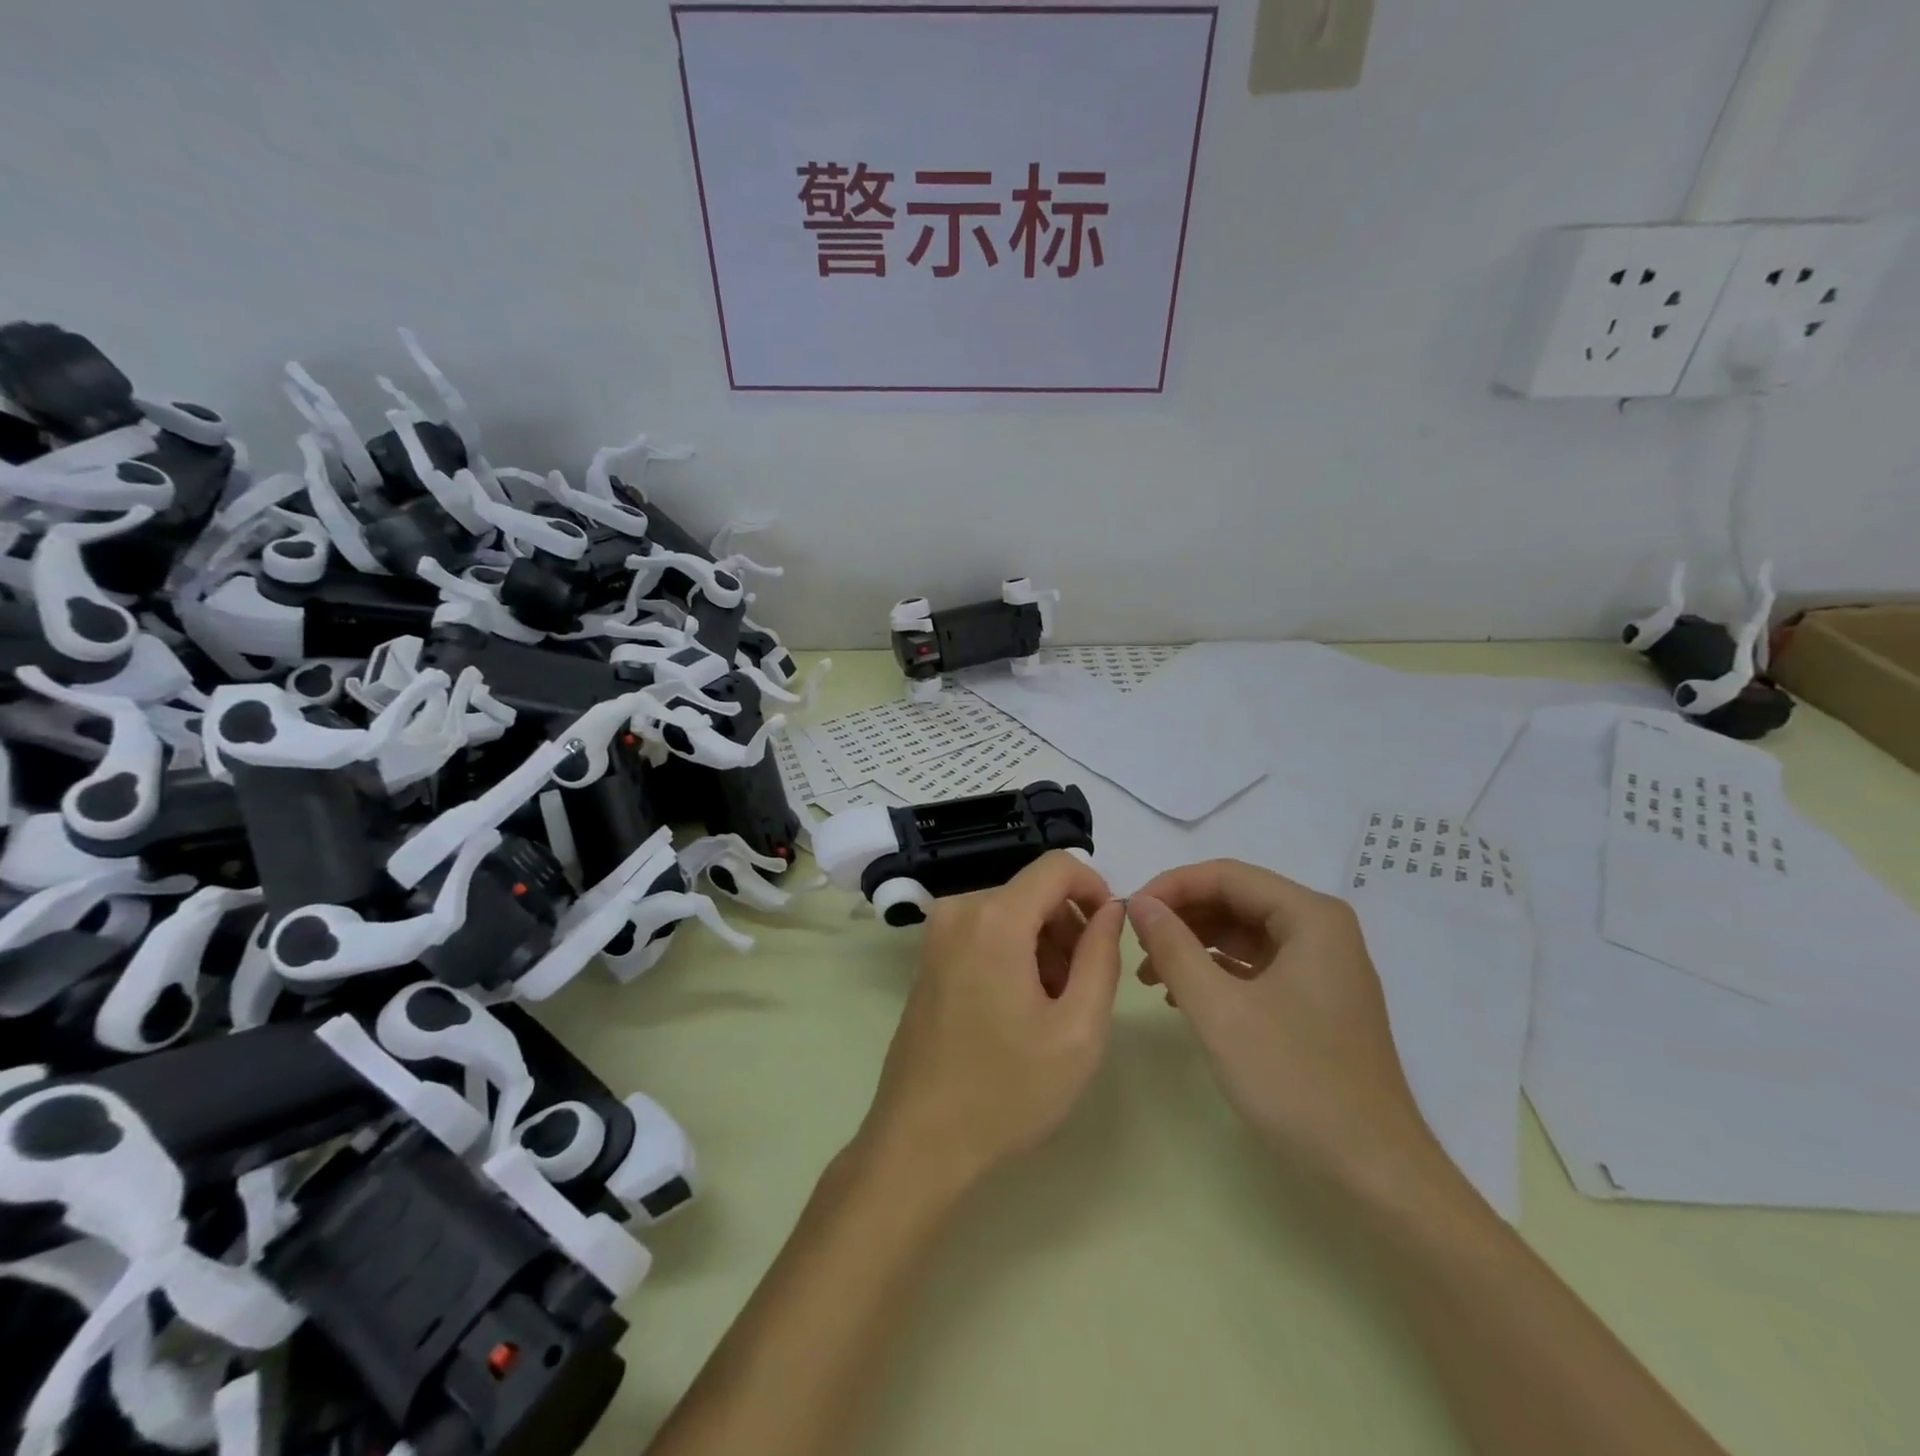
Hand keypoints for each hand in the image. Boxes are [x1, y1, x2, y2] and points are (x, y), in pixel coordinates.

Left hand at [858, 852, 1125, 1190]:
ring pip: (1012, 913)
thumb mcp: (1078, 1029)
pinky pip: (986, 932)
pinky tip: (1020, 1011)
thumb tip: (1111, 909)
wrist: (920, 1141)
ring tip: (1052, 1010)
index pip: (1058, 866)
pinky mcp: (929, 957)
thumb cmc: (1007, 1090)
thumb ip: (1101, 957)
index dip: (1096, 889)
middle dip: (1069, 928)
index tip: (1110, 936)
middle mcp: (960, 910)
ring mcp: (938, 933)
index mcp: (995, 918)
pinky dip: (1014, 955)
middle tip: (1082, 990)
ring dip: (1044, 946)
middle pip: (1034, 892)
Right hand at [1128, 859, 1438, 1190]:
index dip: (1171, 886)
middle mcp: (1321, 930)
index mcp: (1310, 917)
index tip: (1127, 913)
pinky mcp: (1315, 1000)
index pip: (1227, 875)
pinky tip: (1180, 995)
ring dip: (1193, 945)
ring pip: (1242, 934)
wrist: (1372, 1174)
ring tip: (1149, 973)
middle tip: (1134, 943)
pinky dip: (1215, 972)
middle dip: (1181, 917)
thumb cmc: (1295, 1081)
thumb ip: (1174, 947)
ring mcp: (1321, 967)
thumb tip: (1138, 903)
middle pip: (1236, 900)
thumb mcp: (1219, 1010)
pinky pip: (1255, 966)